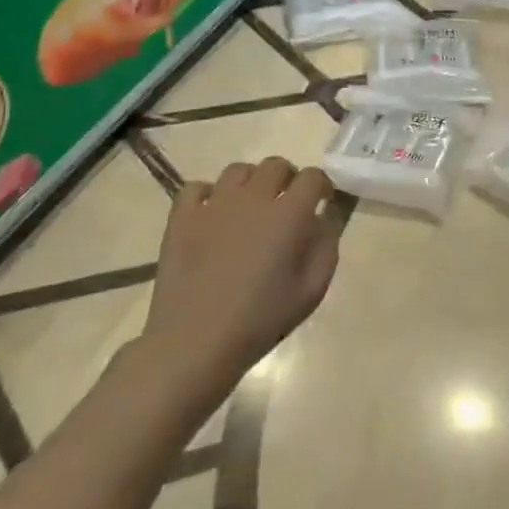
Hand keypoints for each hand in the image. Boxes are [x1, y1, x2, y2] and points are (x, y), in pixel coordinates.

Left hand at [136, 156, 342, 416]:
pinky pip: (196, 187)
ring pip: (238, 170)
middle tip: (287, 205)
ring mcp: (213, 205)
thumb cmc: (261, 319)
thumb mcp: (312, 290)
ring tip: (250, 208)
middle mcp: (253, 198)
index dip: (322, 186)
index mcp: (289, 214)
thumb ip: (326, 246)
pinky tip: (213, 215)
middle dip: (288, 179)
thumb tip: (325, 219)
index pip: (313, 176)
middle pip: (276, 165)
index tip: (322, 203)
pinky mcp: (181, 219)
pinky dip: (208, 194)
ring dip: (251, 182)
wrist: (195, 343)